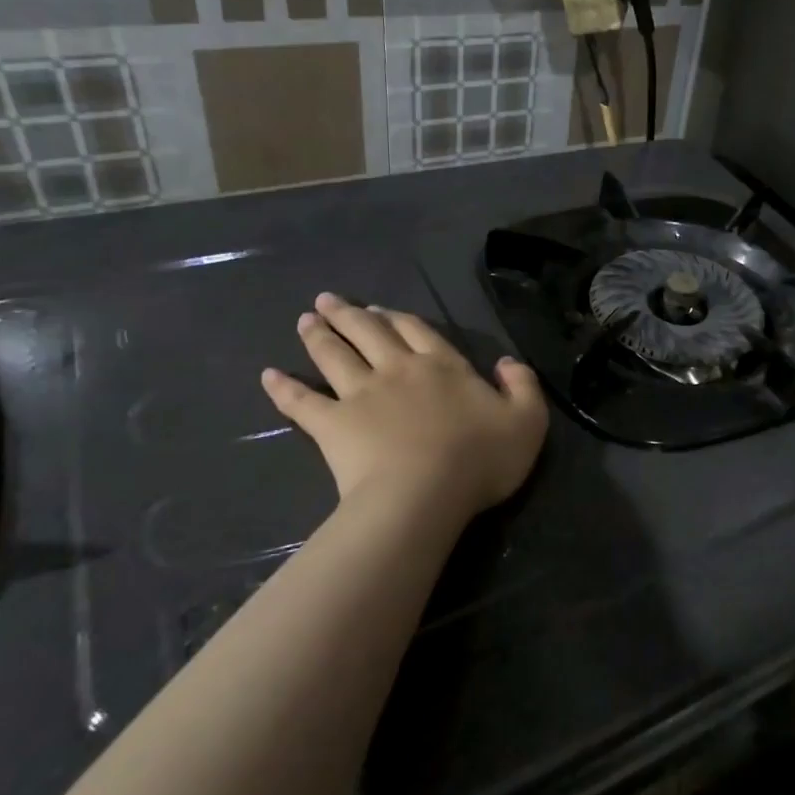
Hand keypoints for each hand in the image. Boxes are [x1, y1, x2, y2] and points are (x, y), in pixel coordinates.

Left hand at [261, 293, 547, 520]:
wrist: (424, 494)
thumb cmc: (480, 459)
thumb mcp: (527, 421)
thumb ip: (523, 386)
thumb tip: (508, 363)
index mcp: (442, 366)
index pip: (417, 330)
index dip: (398, 318)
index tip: (379, 309)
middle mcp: (398, 370)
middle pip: (369, 333)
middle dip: (349, 314)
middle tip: (327, 300)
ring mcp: (361, 395)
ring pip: (334, 356)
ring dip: (318, 336)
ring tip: (304, 320)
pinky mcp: (332, 425)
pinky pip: (302, 402)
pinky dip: (283, 389)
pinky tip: (267, 376)